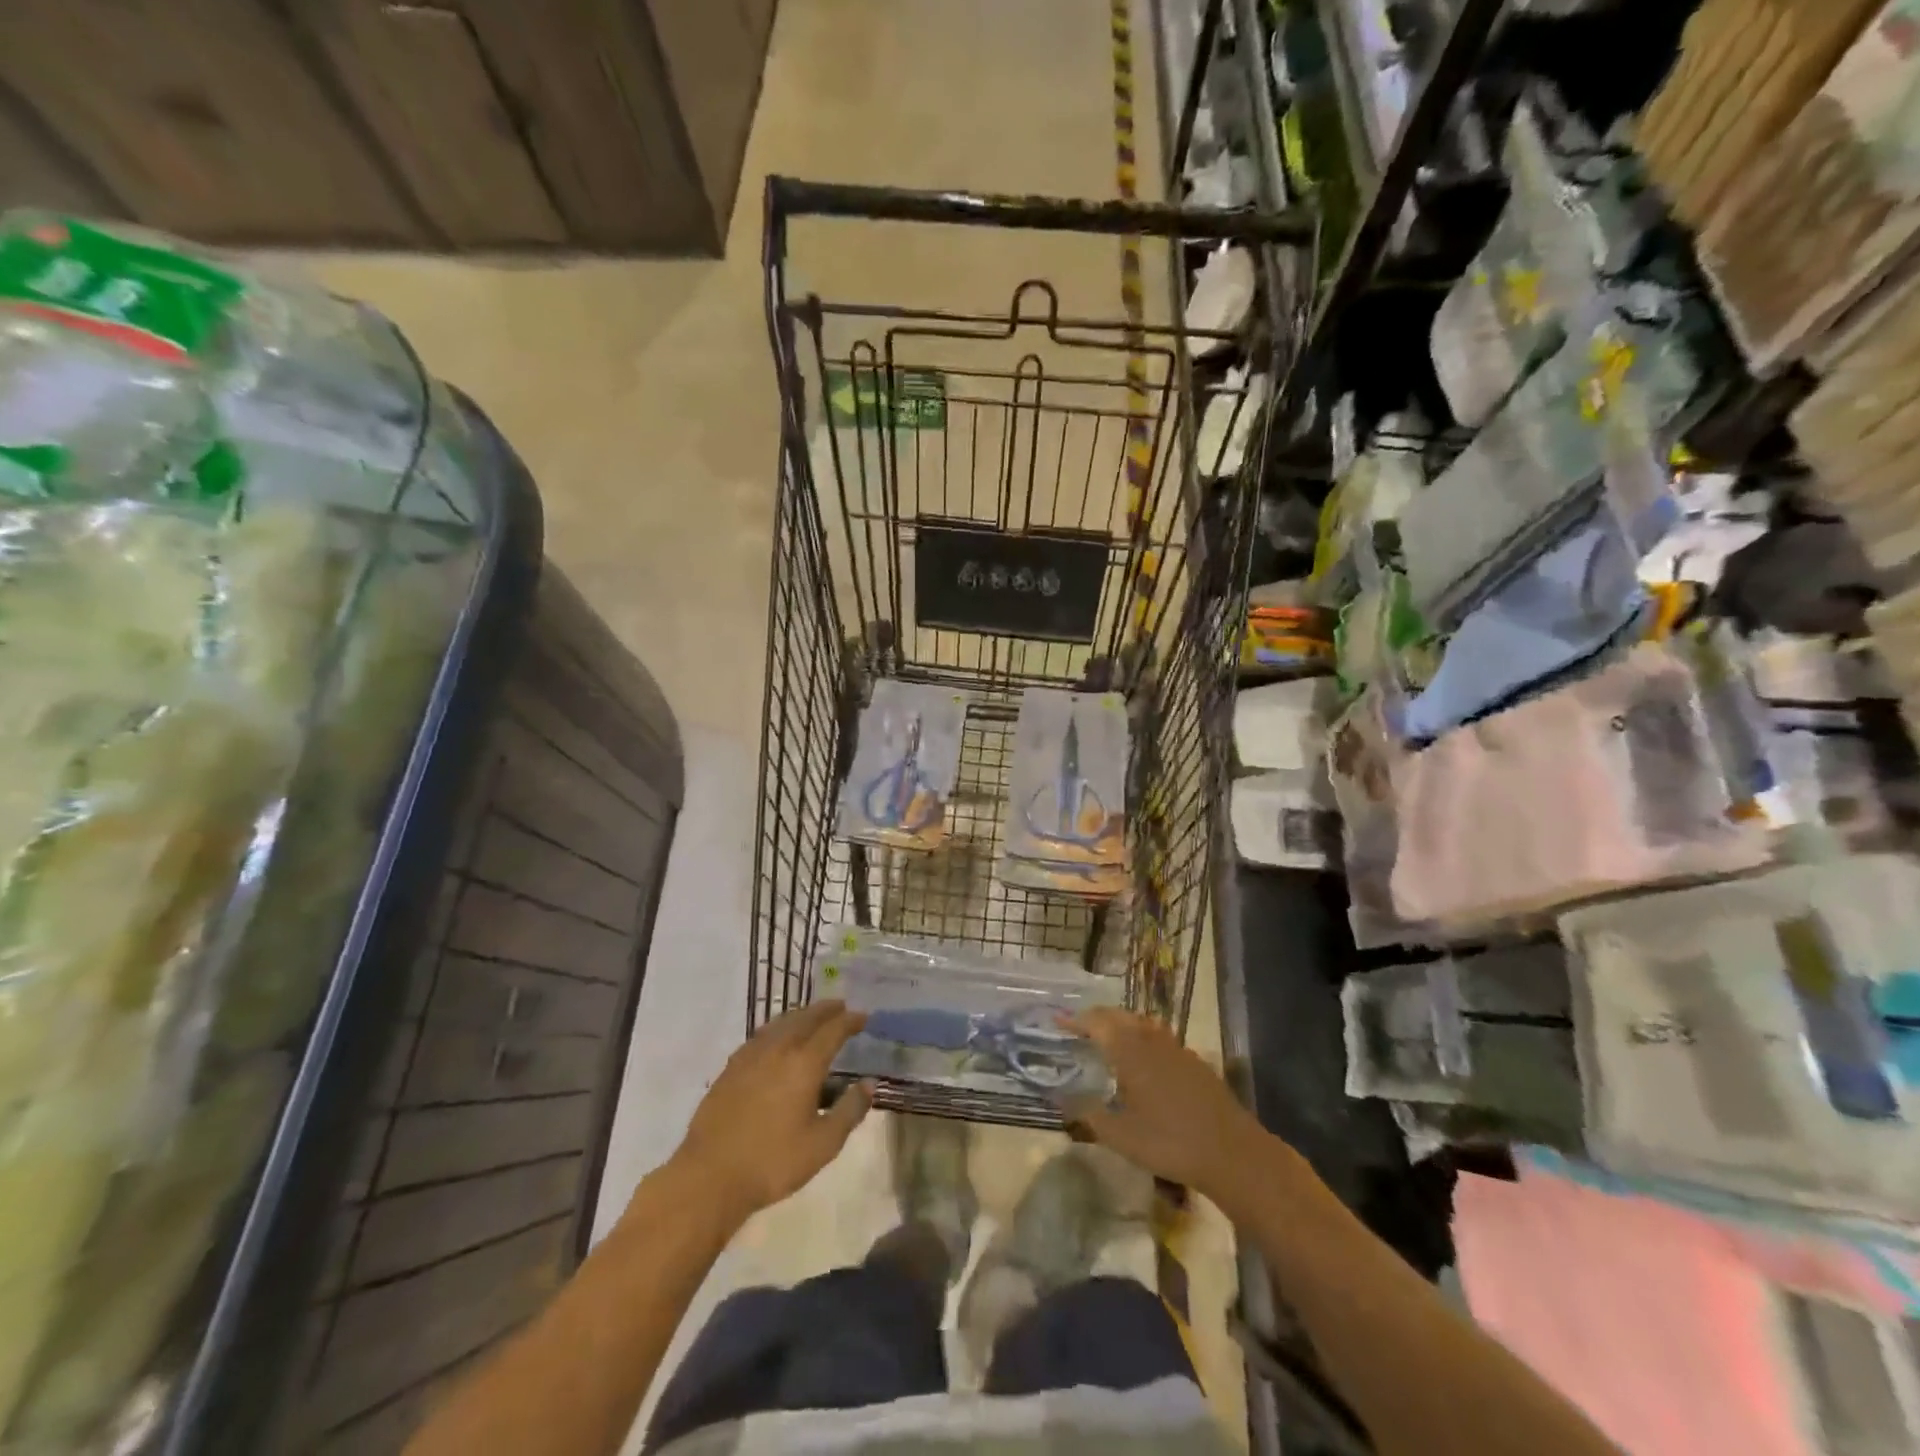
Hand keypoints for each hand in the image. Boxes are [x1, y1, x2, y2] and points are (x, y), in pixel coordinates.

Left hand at [675, 1002, 873, 1218]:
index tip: (863, 1017)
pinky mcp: (731, 1067)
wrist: (710, 1176)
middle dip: (826, 1010)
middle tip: (841, 1007)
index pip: (833, 1030)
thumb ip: (850, 1110)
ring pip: (781, 1022)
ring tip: (812, 1017)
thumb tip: (869, 1084)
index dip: (850, 1020)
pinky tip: (777, 1040)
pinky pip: (761, 1035)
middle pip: (806, 1018)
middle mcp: (779, 1049)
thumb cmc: (773, 1162)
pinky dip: (778, 1028)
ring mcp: (751, 1055)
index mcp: (804, 1063)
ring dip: (801, 1015)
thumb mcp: (823, 1144)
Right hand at [1063, 1008, 1269, 1199]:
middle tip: (1080, 1026)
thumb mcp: (1120, 1136)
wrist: (1231, 1152)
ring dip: (1122, 1023)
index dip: (1076, 1020)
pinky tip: (1144, 1058)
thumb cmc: (1169, 1143)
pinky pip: (1160, 1037)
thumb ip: (1088, 1114)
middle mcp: (1151, 1040)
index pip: (1097, 1023)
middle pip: (1120, 1016)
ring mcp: (1176, 1048)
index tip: (1058, 1021)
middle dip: (1098, 1017)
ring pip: (1143, 1023)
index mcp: (1129, 1052)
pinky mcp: (1194, 1061)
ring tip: (1109, 1036)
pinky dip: (1143, 1037)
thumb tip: (1059, 1098)